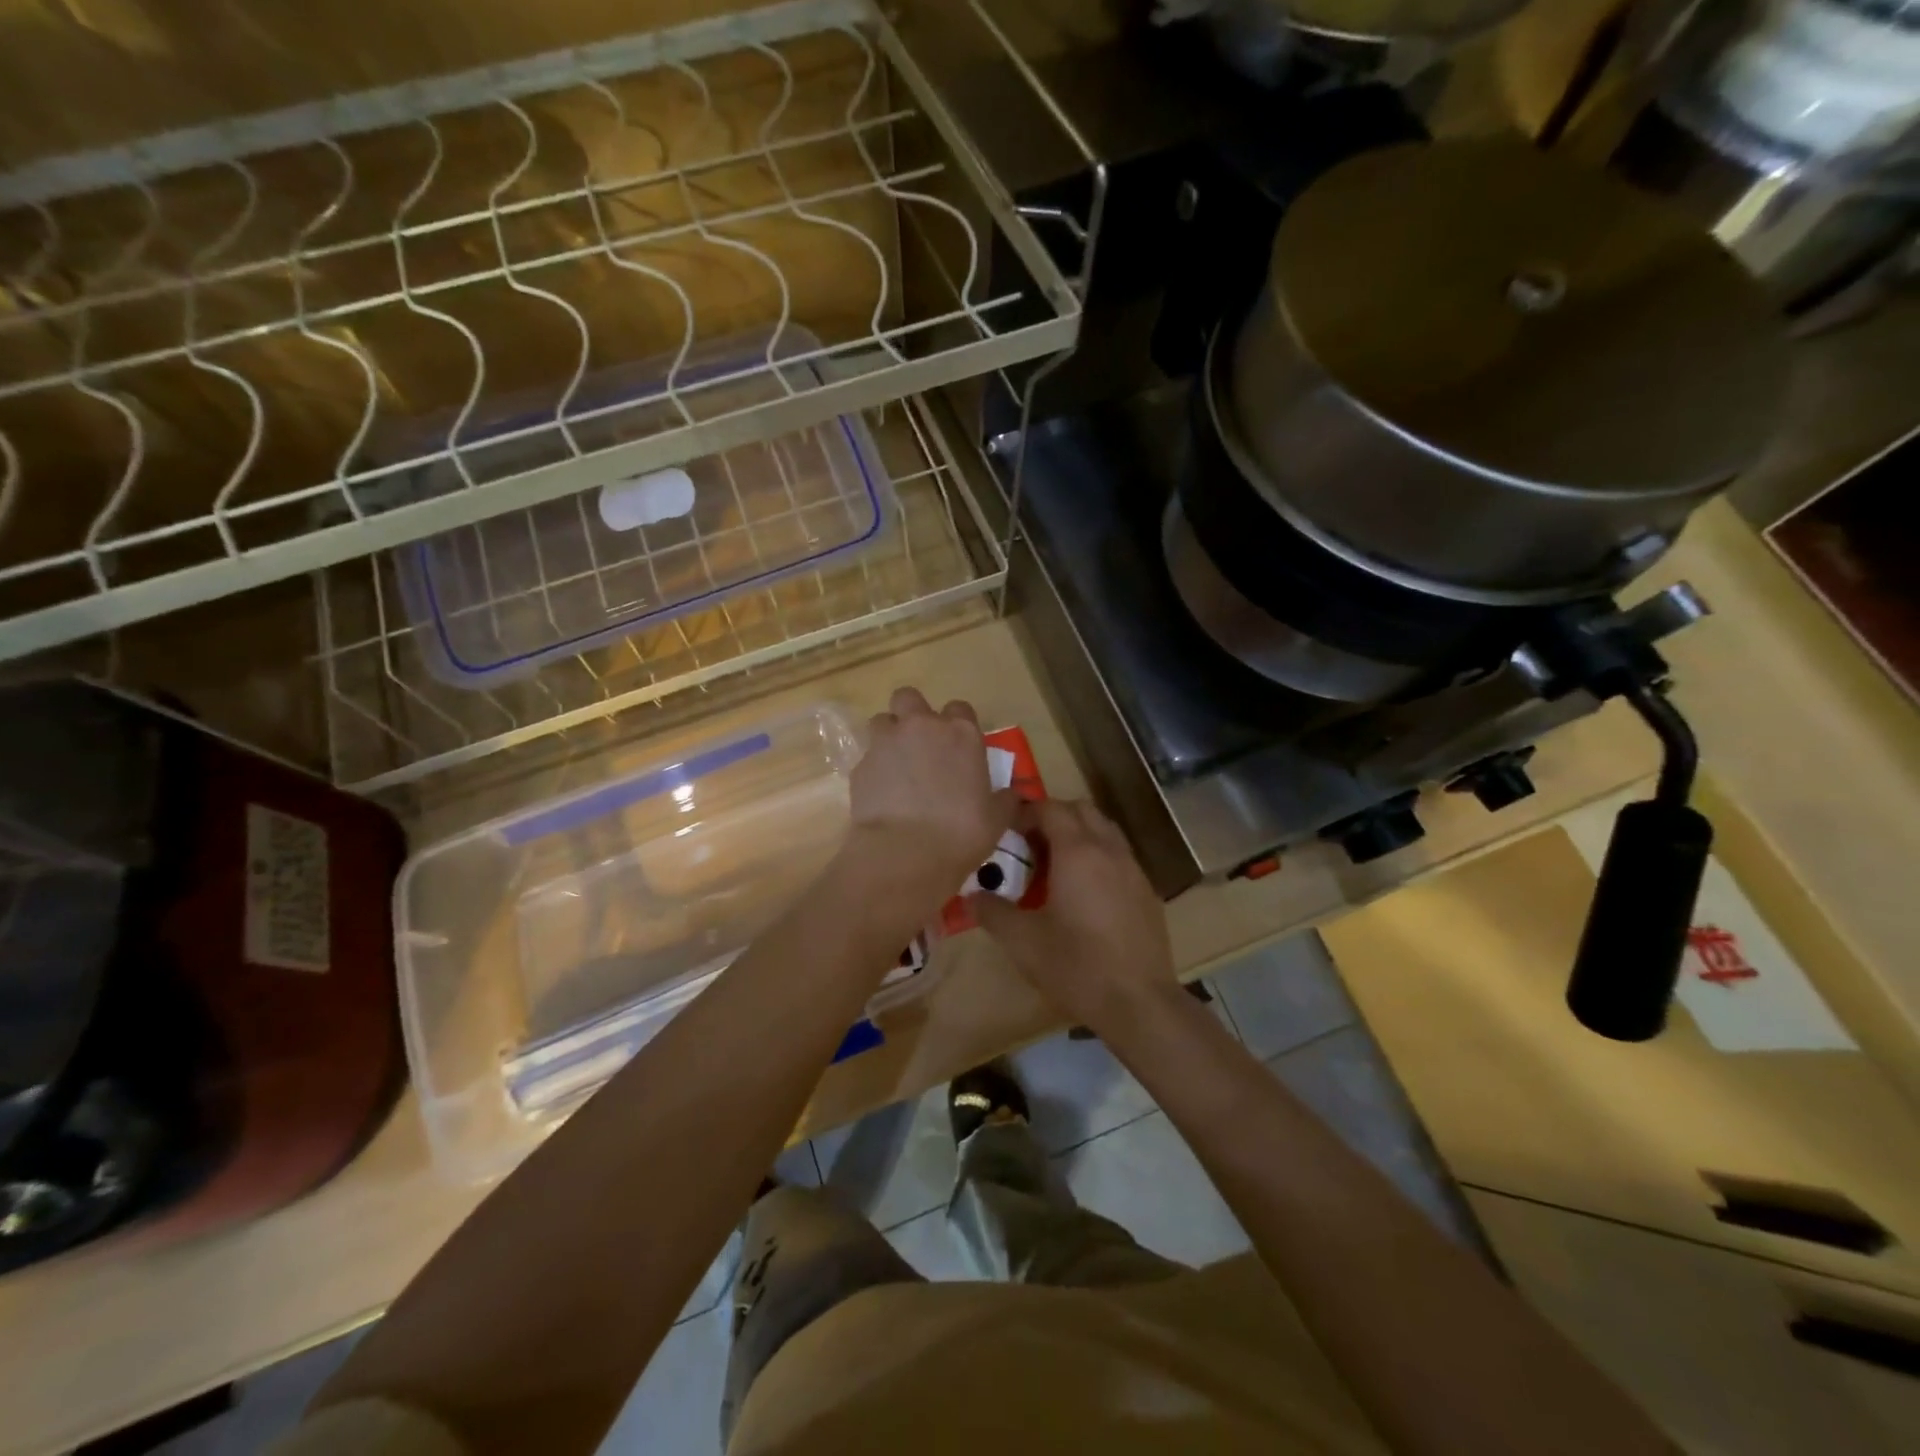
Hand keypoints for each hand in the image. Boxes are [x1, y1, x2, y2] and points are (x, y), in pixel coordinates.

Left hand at [841, 688, 1018, 911]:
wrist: (905, 852)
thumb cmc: (961, 832)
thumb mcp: (996, 819)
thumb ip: (1005, 800)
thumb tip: (1012, 795)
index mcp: (961, 734)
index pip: (959, 708)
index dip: (957, 724)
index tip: (958, 746)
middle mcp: (921, 728)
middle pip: (909, 697)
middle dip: (911, 714)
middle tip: (920, 744)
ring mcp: (886, 743)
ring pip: (882, 721)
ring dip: (889, 737)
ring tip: (896, 766)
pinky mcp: (860, 766)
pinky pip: (867, 758)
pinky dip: (874, 770)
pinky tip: (881, 796)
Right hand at [972, 798, 1178, 1033]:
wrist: (1140, 1003)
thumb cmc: (1076, 966)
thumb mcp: (1022, 941)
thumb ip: (992, 912)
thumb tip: (970, 896)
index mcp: (1077, 852)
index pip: (1050, 808)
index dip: (1026, 811)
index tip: (1005, 828)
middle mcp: (1108, 850)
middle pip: (1081, 810)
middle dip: (1053, 816)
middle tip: (1028, 842)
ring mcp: (1133, 869)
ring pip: (1104, 830)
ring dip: (1078, 833)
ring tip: (1054, 864)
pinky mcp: (1147, 892)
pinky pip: (1118, 856)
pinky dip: (1097, 856)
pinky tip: (1084, 892)